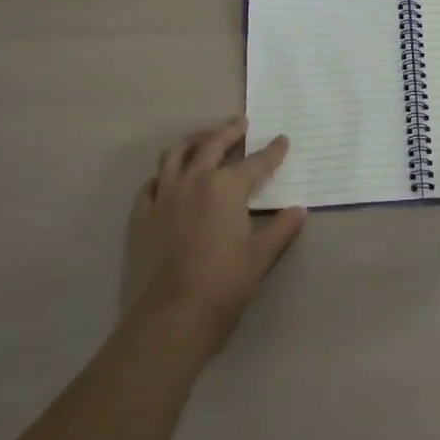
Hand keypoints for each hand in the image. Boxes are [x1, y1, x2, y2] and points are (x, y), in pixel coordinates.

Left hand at [124, 118, 307, 344]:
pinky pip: (151, 184)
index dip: (272, 151)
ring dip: (193, 142)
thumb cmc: (224, 283)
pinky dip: (163, 175)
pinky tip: (168, 179)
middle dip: (229, 132)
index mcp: (226, 187)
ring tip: (203, 140)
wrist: (171, 316)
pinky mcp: (142, 215)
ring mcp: (164, 196)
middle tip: (240, 124)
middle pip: (212, 145)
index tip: (282, 140)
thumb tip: (298, 211)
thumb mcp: (261, 256)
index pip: (256, 162)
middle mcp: (194, 181)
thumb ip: (282, 229)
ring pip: (176, 155)